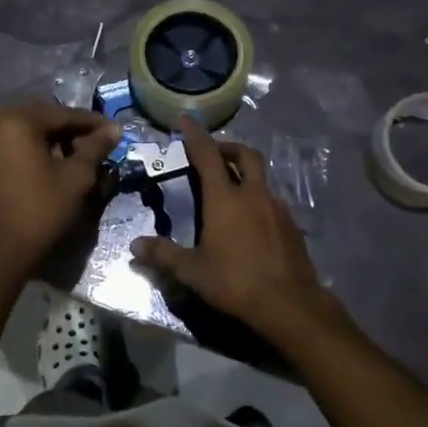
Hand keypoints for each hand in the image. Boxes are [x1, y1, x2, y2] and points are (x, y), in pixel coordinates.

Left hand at [0, 102, 120, 277]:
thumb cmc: (42, 210)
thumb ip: (95, 147)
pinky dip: (30, 149)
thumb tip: (115, 128)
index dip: (91, 122)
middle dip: (69, 128)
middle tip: (94, 141)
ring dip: (49, 138)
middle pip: (41, 118)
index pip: (62, 114)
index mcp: (18, 121)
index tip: (114, 130)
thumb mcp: (76, 177)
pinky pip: (10, 146)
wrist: (1, 251)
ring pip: (24, 131)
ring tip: (73, 154)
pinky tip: (47, 165)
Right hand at [130, 116, 338, 337]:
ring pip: (262, 179)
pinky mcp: (292, 226)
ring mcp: (277, 209)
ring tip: (229, 192)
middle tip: (213, 154)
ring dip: (245, 175)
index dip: (195, 135)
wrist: (289, 305)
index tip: (186, 120)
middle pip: (245, 155)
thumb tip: (135, 246)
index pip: (207, 155)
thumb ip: (163, 255)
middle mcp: (254, 195)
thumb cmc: (235, 282)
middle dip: (228, 148)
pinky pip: (272, 202)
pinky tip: (250, 223)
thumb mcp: (192, 271)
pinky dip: (258, 200)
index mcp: (225, 199)